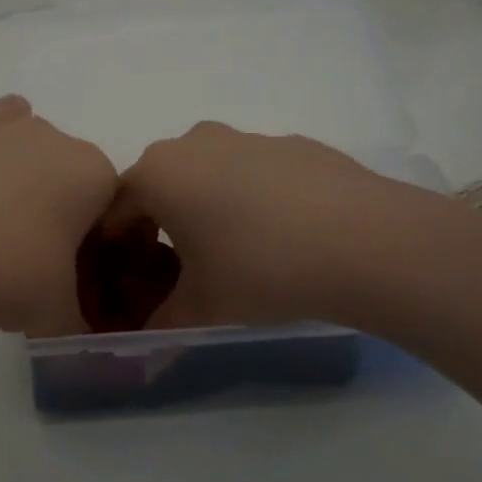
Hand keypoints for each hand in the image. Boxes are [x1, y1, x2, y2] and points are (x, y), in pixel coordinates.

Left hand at [0, 80, 117, 337]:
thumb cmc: (9, 279)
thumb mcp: (58, 312)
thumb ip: (76, 317)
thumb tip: (76, 335)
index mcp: (90, 173)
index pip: (107, 195)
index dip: (91, 230)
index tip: (70, 265)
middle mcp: (46, 137)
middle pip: (60, 156)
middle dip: (50, 189)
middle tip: (25, 243)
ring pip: (13, 115)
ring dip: (8, 144)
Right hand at [103, 122, 481, 330]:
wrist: (365, 241)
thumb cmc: (260, 270)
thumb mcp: (201, 310)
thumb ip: (161, 325)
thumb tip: (145, 343)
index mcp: (158, 173)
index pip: (115, 210)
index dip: (115, 249)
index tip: (129, 282)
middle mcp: (194, 142)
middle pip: (160, 186)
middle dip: (161, 225)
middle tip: (182, 271)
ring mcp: (247, 137)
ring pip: (208, 175)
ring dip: (208, 209)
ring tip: (237, 255)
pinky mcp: (292, 143)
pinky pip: (253, 172)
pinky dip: (252, 198)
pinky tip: (283, 236)